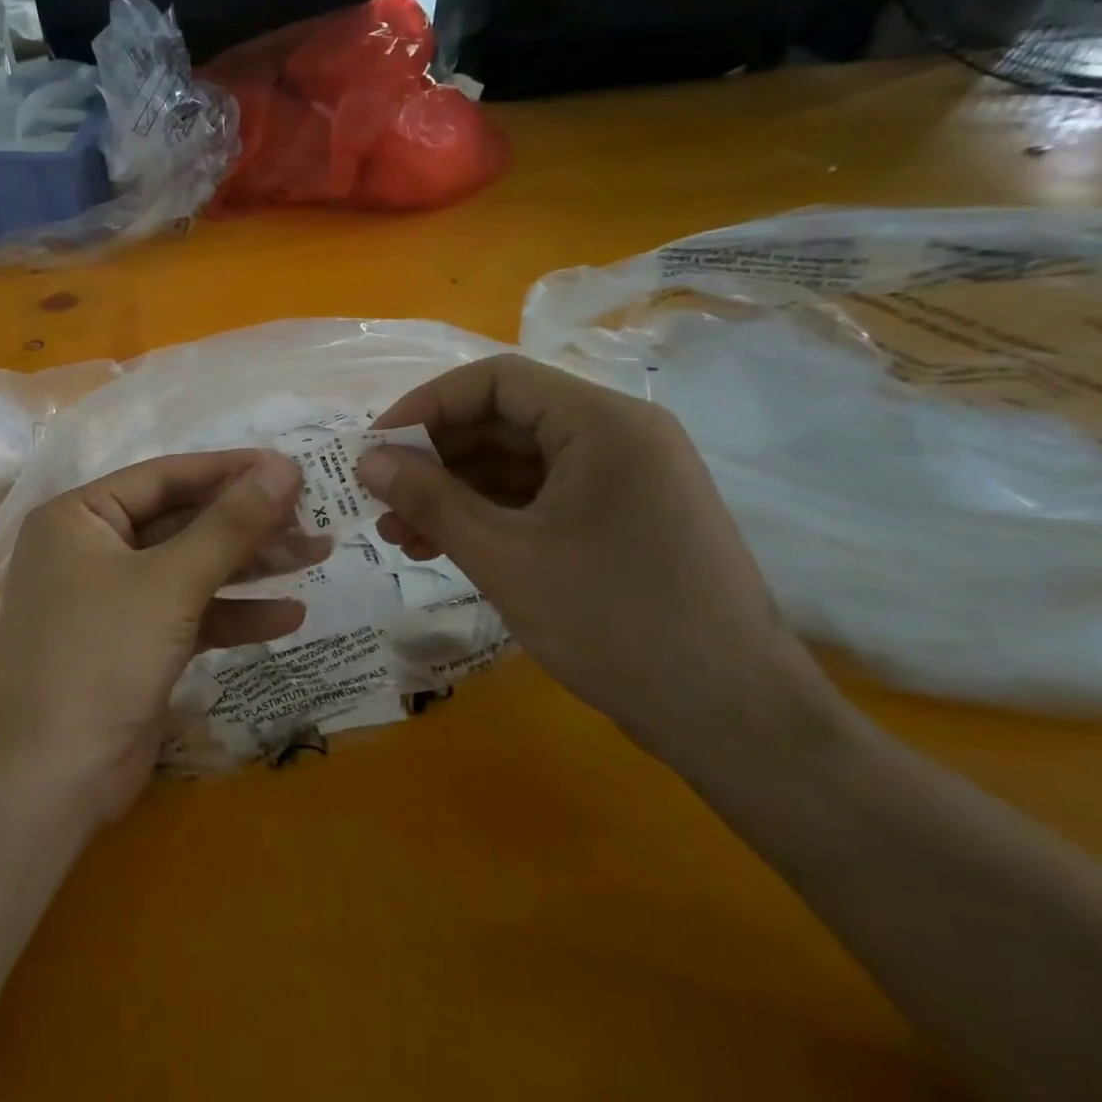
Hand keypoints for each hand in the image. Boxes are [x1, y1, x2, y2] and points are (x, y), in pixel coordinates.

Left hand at [0, 450, 308, 824]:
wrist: (53, 780)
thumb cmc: (101, 657)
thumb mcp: (171, 583)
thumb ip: (230, 524)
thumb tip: (284, 466)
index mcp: (79, 517)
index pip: (164, 477)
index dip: (229, 470)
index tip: (289, 467)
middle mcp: (91, 549)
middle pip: (181, 522)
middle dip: (247, 524)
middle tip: (312, 517)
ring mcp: (112, 599)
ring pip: (190, 568)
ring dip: (250, 566)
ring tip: (317, 554)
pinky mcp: (134, 643)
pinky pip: (189, 614)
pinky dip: (233, 615)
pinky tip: (288, 617)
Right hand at [358, 355, 843, 766]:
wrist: (734, 720)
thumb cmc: (615, 625)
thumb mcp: (505, 558)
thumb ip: (429, 500)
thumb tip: (366, 461)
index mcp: (603, 423)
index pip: (496, 381)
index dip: (425, 406)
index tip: (375, 448)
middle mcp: (619, 436)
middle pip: (504, 421)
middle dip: (434, 459)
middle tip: (381, 500)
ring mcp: (625, 479)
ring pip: (517, 464)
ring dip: (455, 493)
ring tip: (400, 535)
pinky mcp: (623, 518)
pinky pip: (541, 497)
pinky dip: (490, 516)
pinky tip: (445, 546)